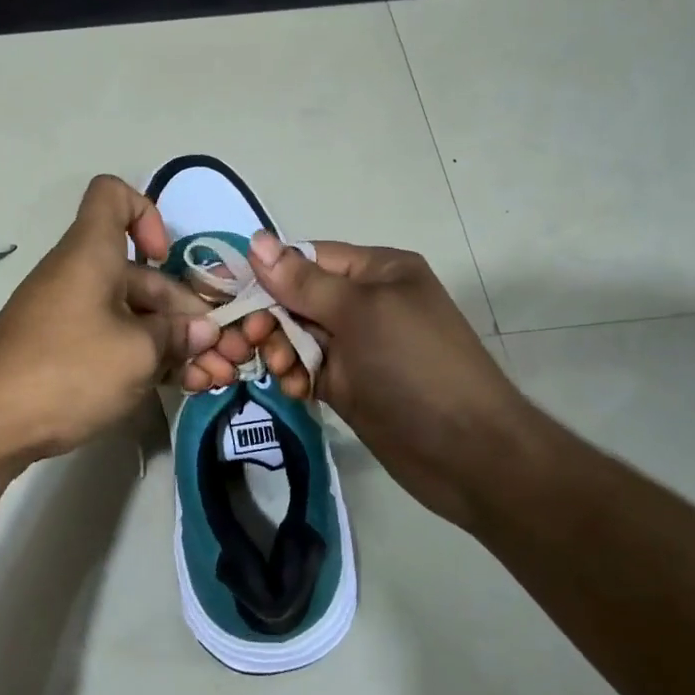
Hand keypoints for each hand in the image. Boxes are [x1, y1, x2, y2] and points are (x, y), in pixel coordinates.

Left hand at [0, 176, 260, 462]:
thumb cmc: (67, 370)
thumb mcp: (136, 353)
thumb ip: (176, 336)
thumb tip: (201, 331)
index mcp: (92, 253)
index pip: (113, 195)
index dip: (148, 213)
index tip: (166, 258)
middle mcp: (80, 275)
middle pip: (141, 273)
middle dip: (186, 310)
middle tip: (222, 353)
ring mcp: (70, 316)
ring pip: (133, 314)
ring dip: (175, 342)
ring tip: (212, 378)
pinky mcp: (63, 351)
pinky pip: (114, 340)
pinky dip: (146, 357)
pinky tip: (179, 387)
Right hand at [241, 233, 537, 531]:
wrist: (468, 454)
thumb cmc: (416, 366)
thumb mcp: (361, 313)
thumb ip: (303, 281)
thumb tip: (254, 239)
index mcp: (375, 270)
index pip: (306, 258)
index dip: (266, 273)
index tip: (227, 294)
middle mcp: (362, 302)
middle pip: (294, 297)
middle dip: (269, 317)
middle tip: (250, 342)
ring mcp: (354, 345)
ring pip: (294, 334)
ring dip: (279, 349)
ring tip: (285, 371)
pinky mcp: (346, 383)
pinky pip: (304, 367)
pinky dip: (293, 375)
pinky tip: (297, 390)